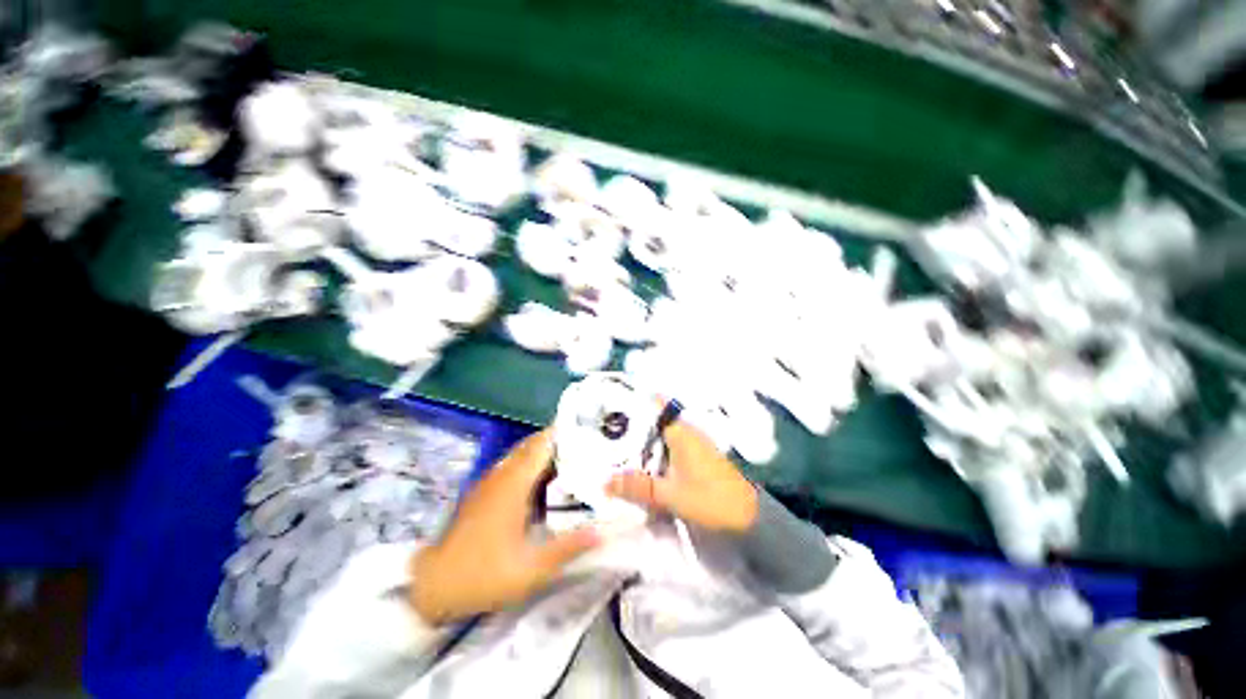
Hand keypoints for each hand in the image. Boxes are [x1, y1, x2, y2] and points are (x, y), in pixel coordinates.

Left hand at [409, 429, 599, 625]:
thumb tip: (603, 532)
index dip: (564, 432)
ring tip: (573, 457)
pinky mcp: (484, 491)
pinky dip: (532, 464)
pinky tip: (546, 480)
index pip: (542, 444)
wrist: (432, 586)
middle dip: (559, 440)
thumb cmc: (483, 575)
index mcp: (514, 484)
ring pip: (522, 454)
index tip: (588, 429)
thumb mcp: (531, 569)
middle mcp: (502, 475)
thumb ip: (568, 548)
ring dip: (546, 451)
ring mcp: (490, 481)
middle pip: (533, 444)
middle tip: (587, 444)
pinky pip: (513, 466)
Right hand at [606, 418, 757, 533]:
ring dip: (645, 439)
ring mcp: (695, 444)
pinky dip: (656, 450)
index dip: (639, 400)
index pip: (659, 405)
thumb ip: (638, 487)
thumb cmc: (710, 499)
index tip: (615, 404)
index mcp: (682, 432)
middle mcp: (688, 432)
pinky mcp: (698, 457)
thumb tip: (605, 481)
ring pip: (663, 433)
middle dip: (635, 423)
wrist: (749, 516)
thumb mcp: (670, 495)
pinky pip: (671, 446)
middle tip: (607, 429)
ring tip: (617, 445)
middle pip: (657, 419)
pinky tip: (643, 463)